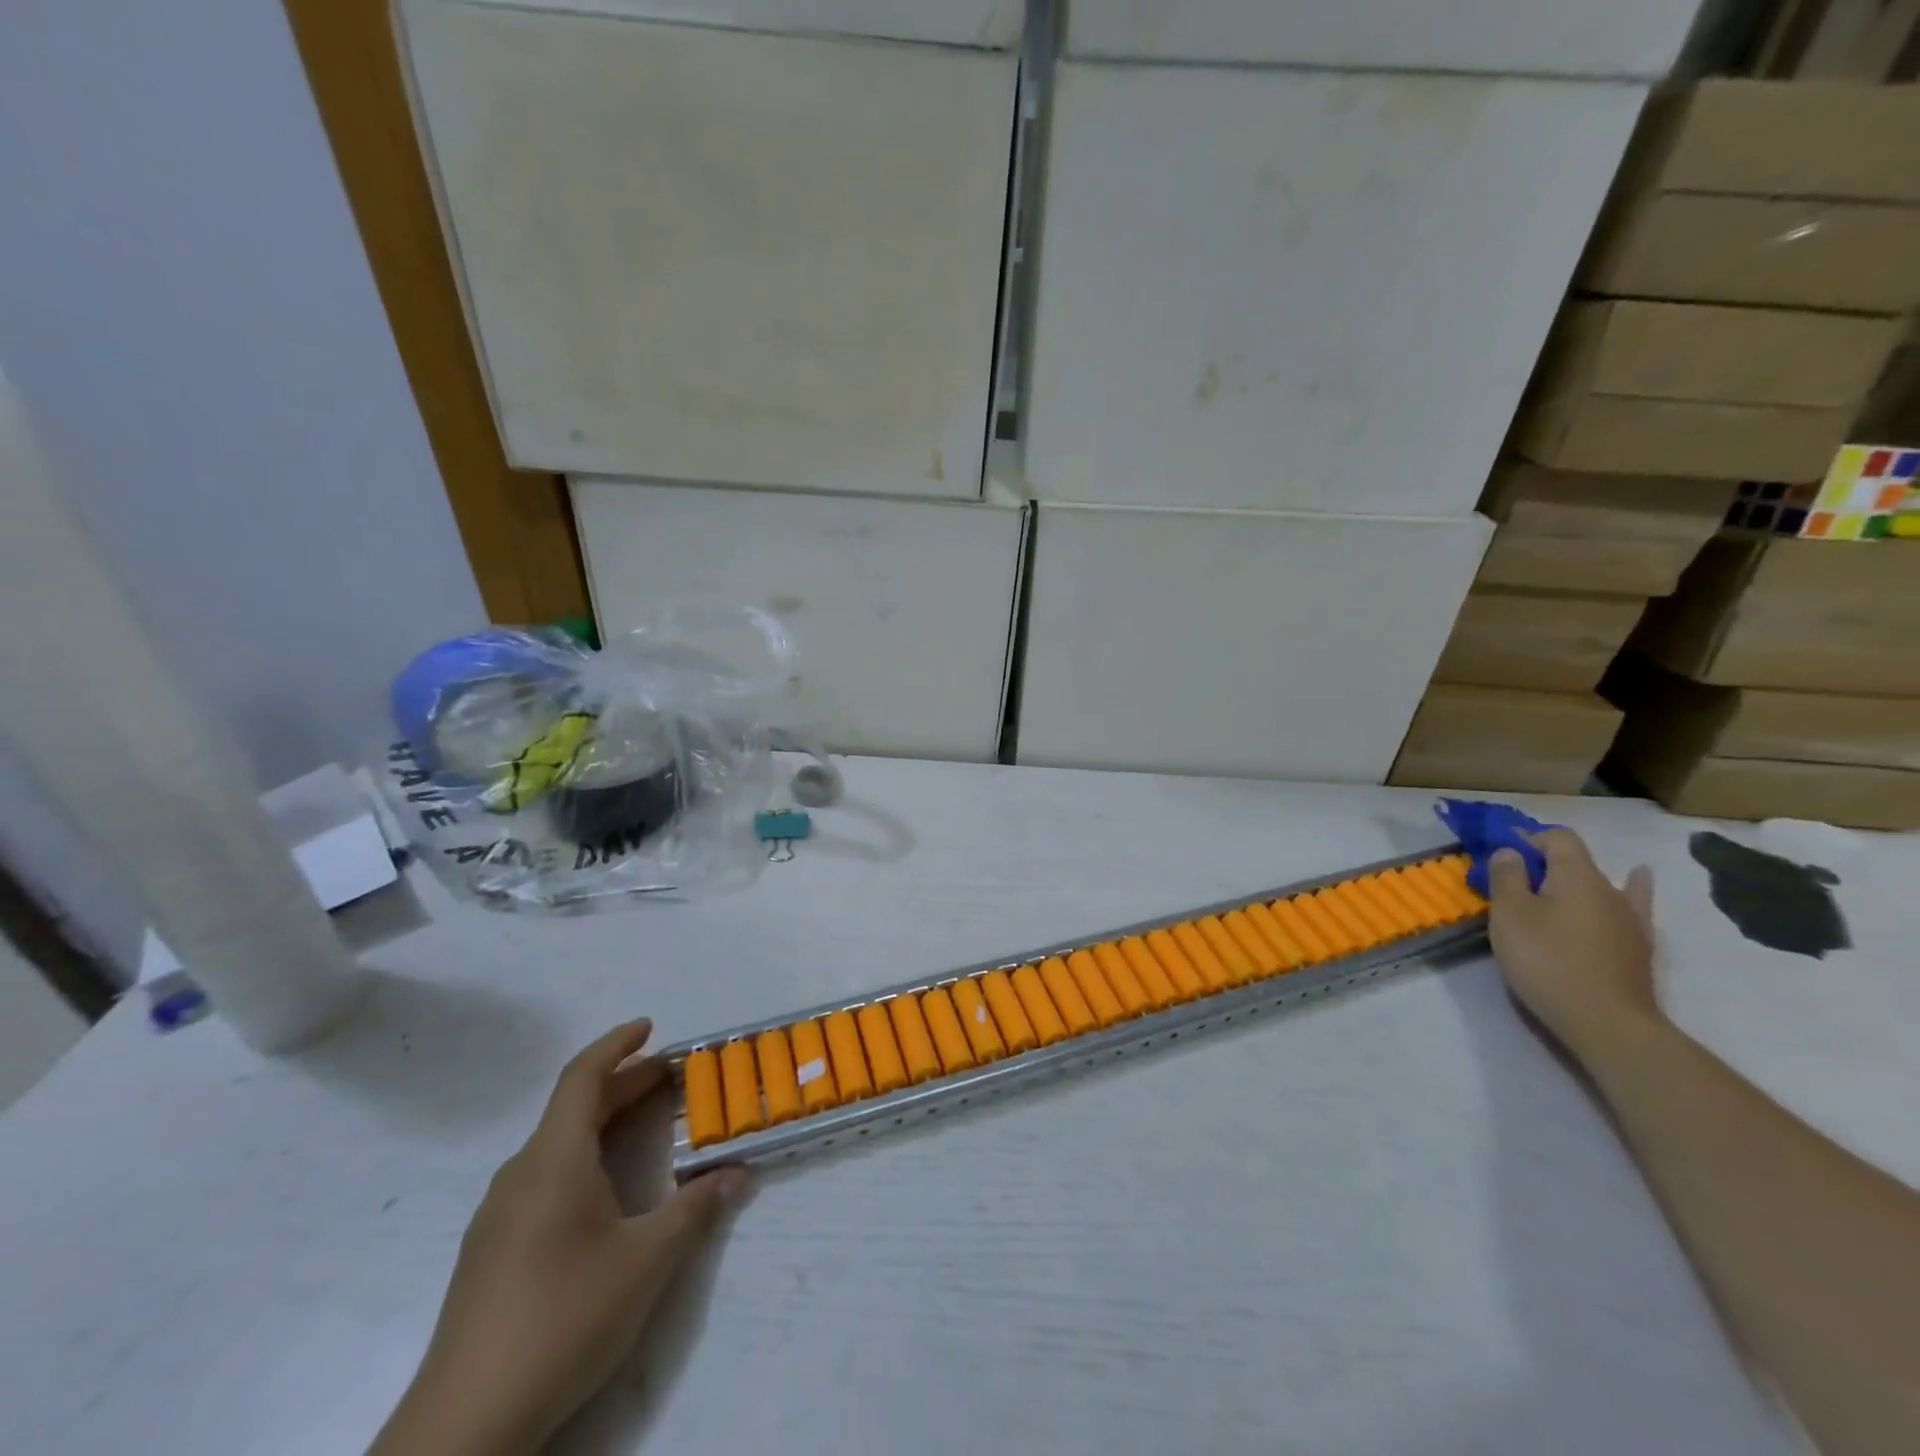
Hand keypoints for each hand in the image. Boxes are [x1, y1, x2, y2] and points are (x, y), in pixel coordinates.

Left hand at [372, 1021, 749, 1455]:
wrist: (464, 1426)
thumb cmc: (563, 1317)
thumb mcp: (646, 1260)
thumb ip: (695, 1208)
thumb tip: (739, 1172)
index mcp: (553, 1160)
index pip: (582, 1077)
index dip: (616, 1044)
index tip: (650, 1026)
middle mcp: (520, 1175)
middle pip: (573, 1108)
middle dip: (623, 1084)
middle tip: (670, 1077)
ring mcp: (498, 1215)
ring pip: (556, 1145)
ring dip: (602, 1122)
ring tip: (643, 1126)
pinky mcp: (489, 1252)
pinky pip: (542, 1177)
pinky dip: (581, 1157)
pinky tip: (603, 1192)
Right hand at [1486, 829, 1662, 1068]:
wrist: (1606, 1022)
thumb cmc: (1547, 961)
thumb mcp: (1510, 915)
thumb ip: (1507, 877)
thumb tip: (1511, 852)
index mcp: (1577, 876)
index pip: (1557, 837)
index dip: (1527, 838)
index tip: (1500, 856)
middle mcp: (1609, 889)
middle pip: (1576, 861)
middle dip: (1543, 864)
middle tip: (1512, 884)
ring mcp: (1630, 919)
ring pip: (1599, 885)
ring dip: (1573, 882)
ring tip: (1552, 890)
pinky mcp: (1638, 946)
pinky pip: (1633, 905)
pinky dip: (1632, 889)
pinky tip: (1637, 880)